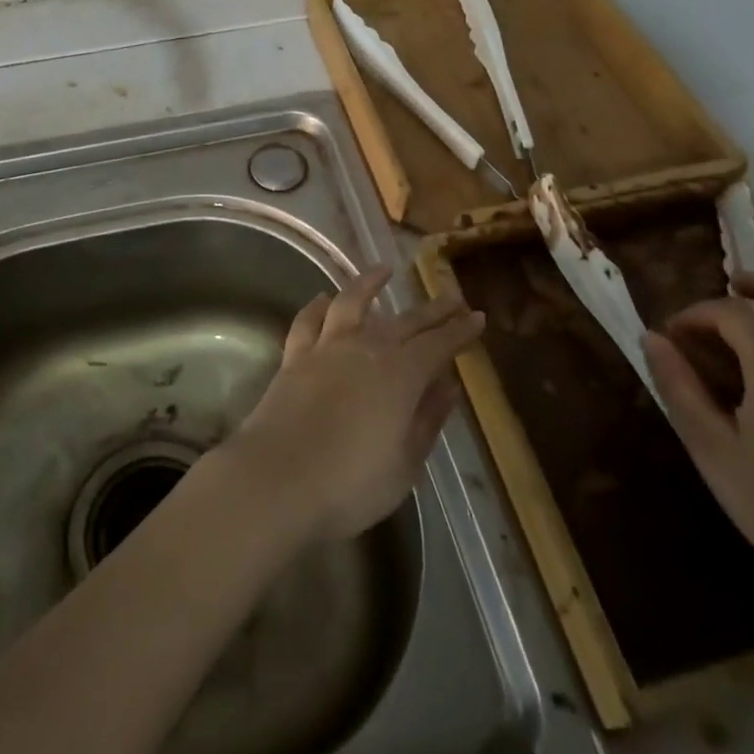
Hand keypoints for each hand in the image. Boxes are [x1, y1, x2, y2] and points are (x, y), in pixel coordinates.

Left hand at [226, 266, 484, 542]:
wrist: (277, 479)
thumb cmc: (350, 484)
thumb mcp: (405, 464)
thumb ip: (427, 420)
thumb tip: (448, 386)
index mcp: (401, 374)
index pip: (439, 344)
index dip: (460, 331)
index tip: (476, 317)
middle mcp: (366, 348)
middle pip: (405, 321)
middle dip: (431, 309)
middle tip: (450, 296)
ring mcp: (327, 348)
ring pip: (352, 303)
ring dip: (370, 283)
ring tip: (384, 270)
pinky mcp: (294, 356)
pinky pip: (308, 320)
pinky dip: (318, 306)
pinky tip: (324, 298)